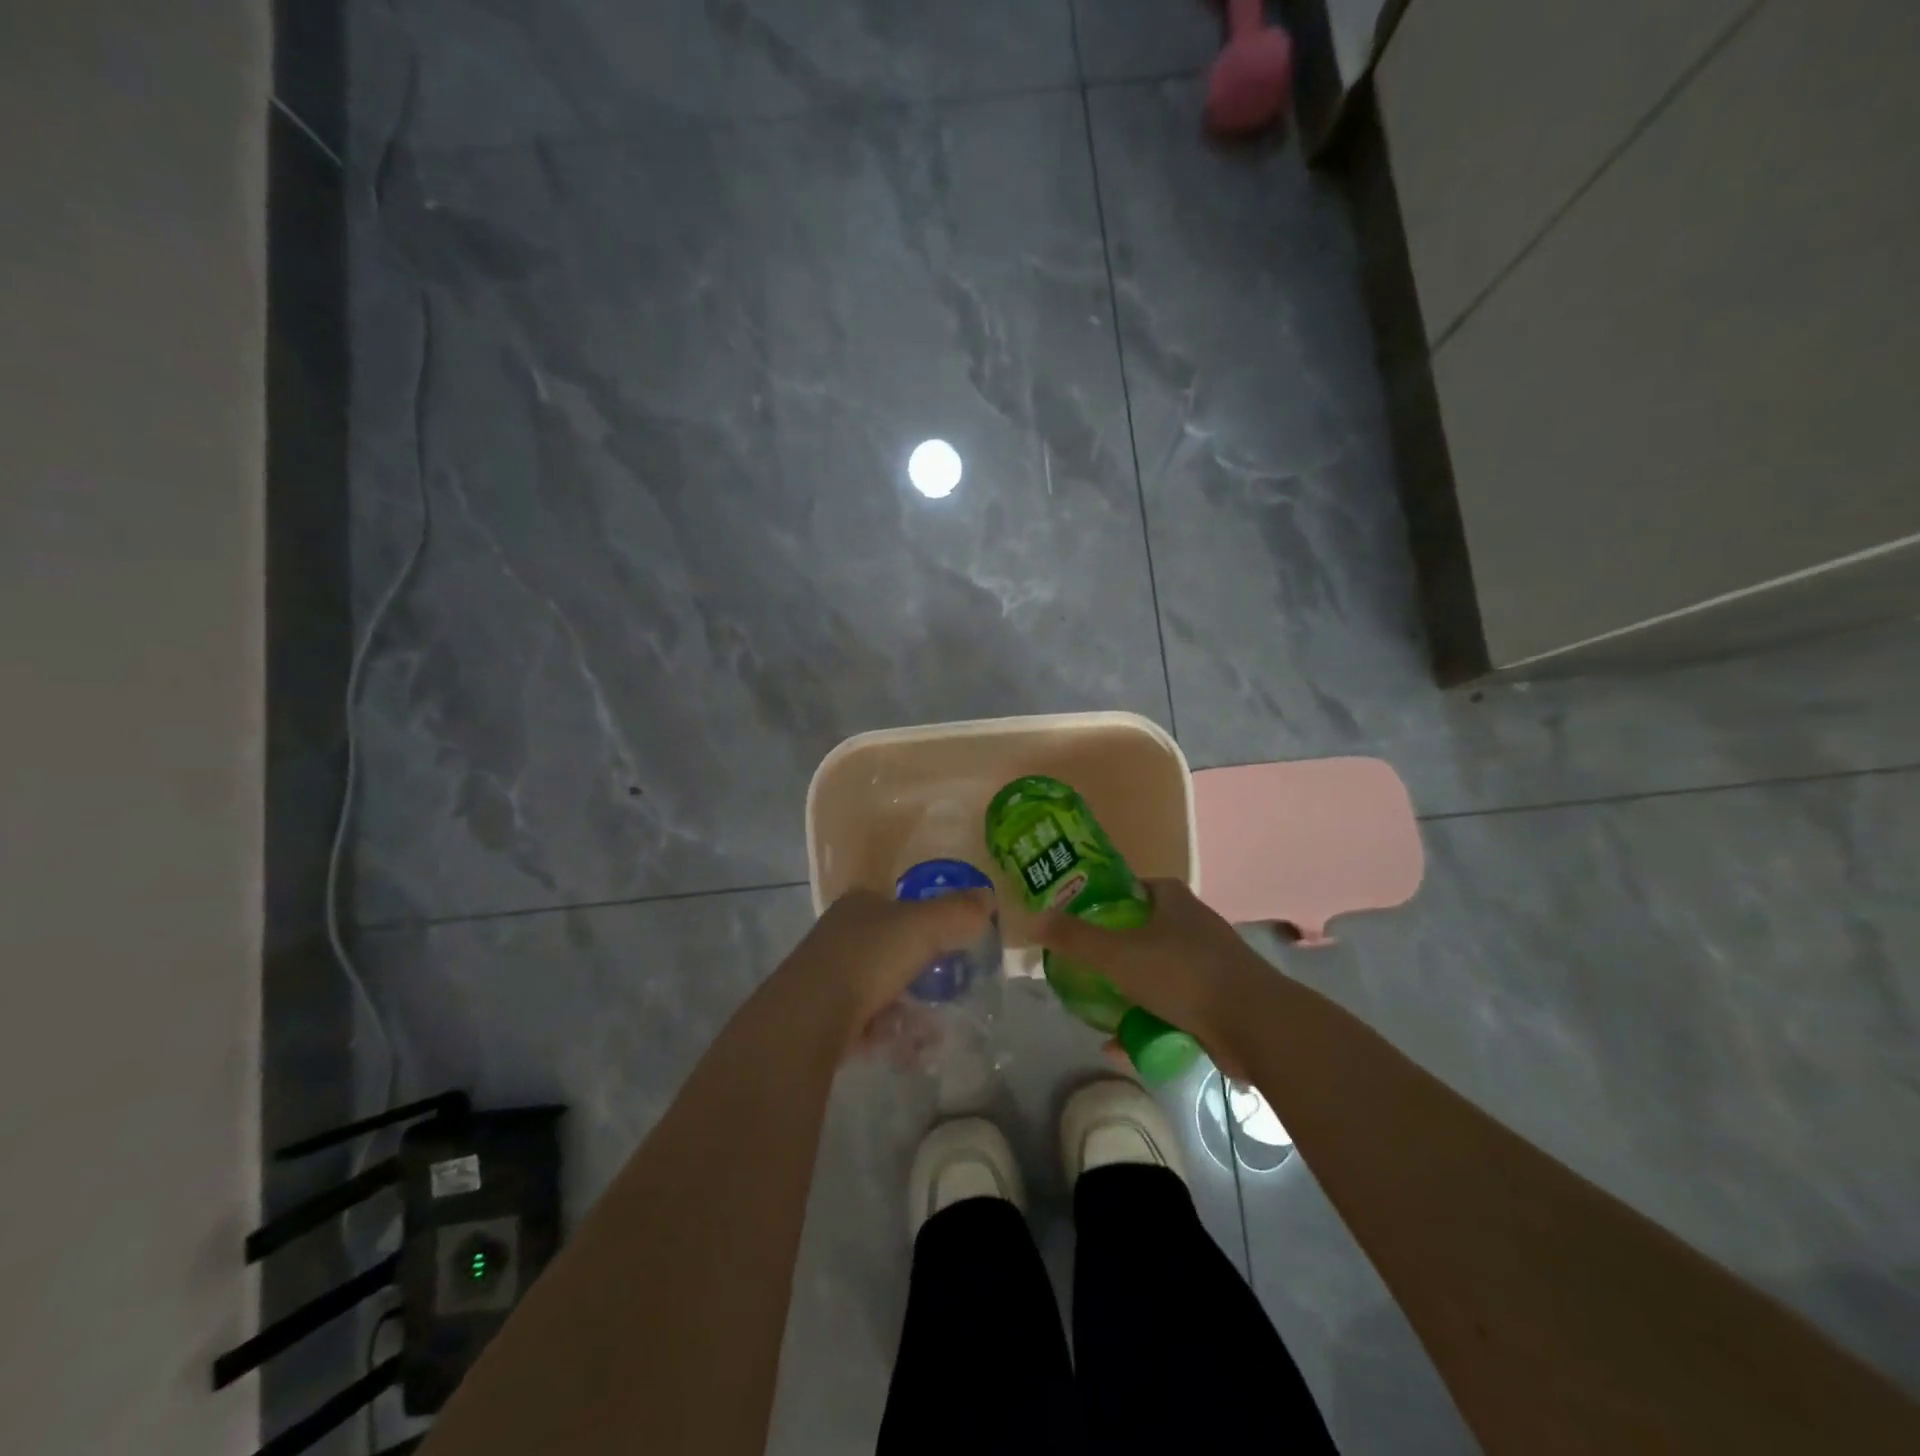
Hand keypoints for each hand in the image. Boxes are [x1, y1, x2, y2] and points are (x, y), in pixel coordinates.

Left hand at [786, 886, 994, 1043]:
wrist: (809, 1018)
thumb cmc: (869, 958)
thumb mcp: (924, 926)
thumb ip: (959, 911)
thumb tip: (989, 897)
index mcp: (860, 904)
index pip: (899, 904)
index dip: (928, 920)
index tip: (954, 944)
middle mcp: (841, 934)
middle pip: (892, 948)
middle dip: (922, 973)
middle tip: (949, 992)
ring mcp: (829, 976)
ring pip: (882, 989)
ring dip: (910, 1010)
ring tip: (934, 1032)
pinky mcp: (823, 1017)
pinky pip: (869, 1023)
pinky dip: (892, 1034)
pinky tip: (909, 1050)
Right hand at [1033, 878, 1264, 1062]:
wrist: (1255, 1024)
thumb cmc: (1182, 973)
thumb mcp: (1117, 953)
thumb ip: (1073, 937)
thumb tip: (1032, 920)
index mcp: (1171, 899)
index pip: (1127, 888)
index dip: (1098, 901)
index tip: (1071, 922)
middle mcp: (1191, 923)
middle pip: (1138, 931)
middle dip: (1108, 952)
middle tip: (1078, 969)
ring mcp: (1208, 962)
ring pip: (1154, 971)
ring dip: (1126, 991)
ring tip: (1094, 1008)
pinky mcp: (1217, 999)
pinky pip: (1171, 1005)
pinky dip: (1146, 1020)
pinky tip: (1121, 1045)